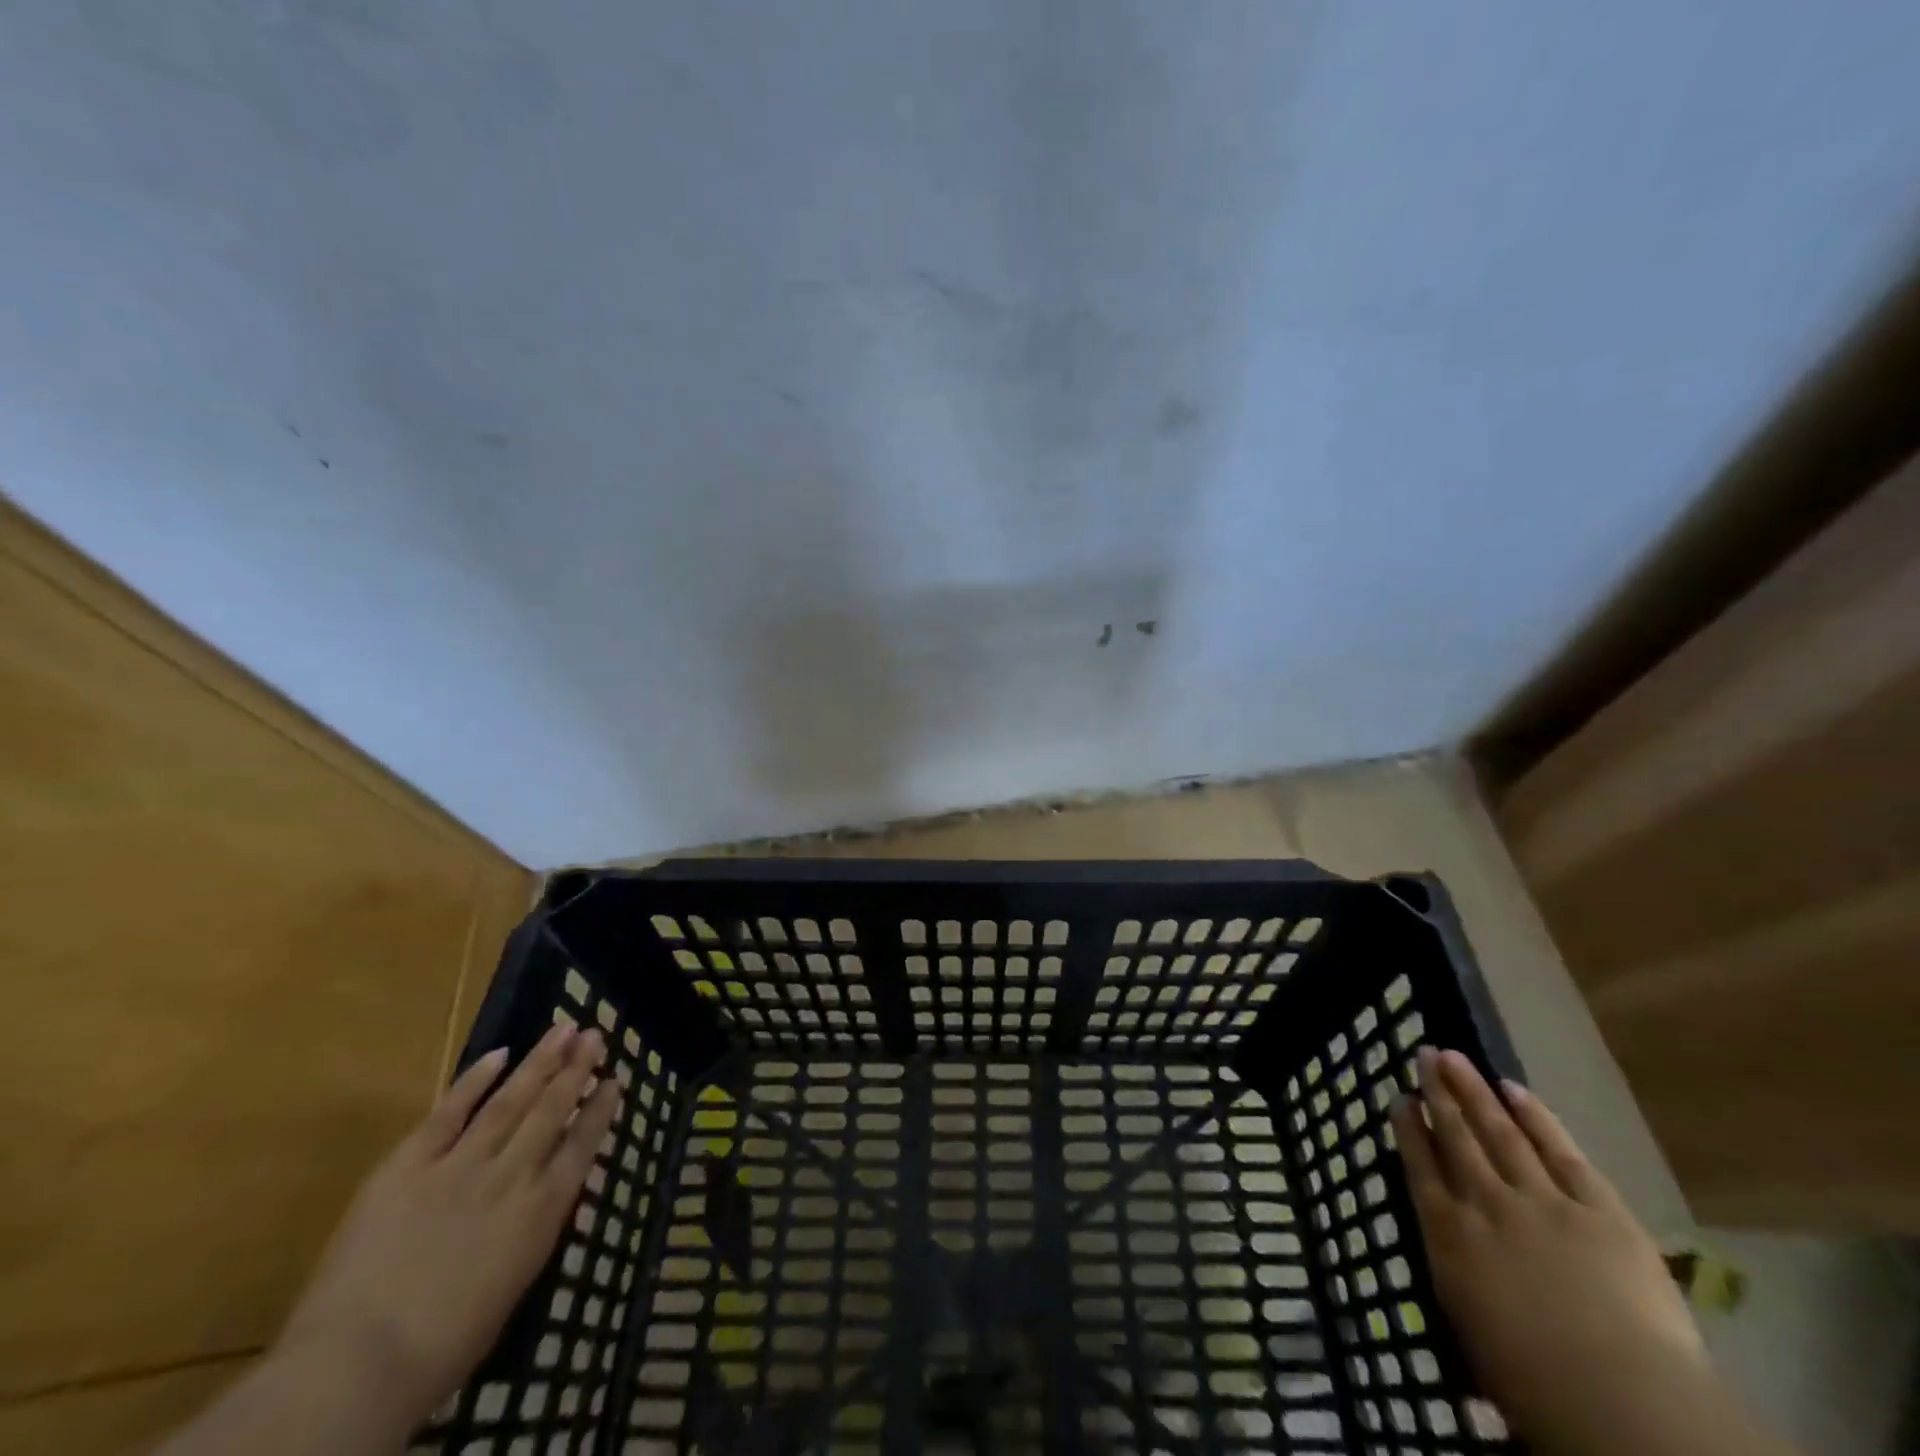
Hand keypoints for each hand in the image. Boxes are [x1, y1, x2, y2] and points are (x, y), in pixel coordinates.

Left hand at [278, 1021, 621, 1426]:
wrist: (360, 1363)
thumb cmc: (443, 1346)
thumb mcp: (513, 1285)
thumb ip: (532, 1229)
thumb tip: (546, 1194)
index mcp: (541, 1211)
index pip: (581, 1145)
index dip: (599, 1110)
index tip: (615, 1079)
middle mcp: (511, 1175)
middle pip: (552, 1111)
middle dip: (576, 1070)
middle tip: (595, 1034)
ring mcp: (460, 1165)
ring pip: (510, 1100)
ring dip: (540, 1061)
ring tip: (563, 1029)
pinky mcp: (409, 1165)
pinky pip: (448, 1113)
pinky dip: (474, 1080)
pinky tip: (499, 1054)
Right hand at [1391, 1048, 1706, 1450]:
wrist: (1617, 1397)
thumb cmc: (1532, 1383)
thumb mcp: (1470, 1331)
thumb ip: (1458, 1276)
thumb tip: (1449, 1254)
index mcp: (1448, 1234)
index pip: (1420, 1166)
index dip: (1410, 1129)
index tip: (1400, 1098)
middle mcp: (1485, 1202)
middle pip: (1456, 1136)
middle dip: (1439, 1093)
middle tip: (1426, 1055)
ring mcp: (1541, 1199)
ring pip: (1499, 1131)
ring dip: (1475, 1091)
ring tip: (1456, 1057)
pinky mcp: (1598, 1209)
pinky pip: (1560, 1151)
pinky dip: (1536, 1117)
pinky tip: (1516, 1090)